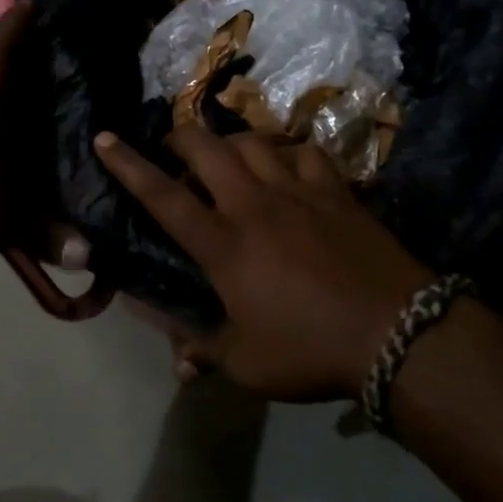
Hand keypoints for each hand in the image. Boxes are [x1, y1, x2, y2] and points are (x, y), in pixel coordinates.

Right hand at [95, 125, 434, 401]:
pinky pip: (304, 151)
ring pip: (253, 141)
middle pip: (206, 149)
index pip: (163, 196)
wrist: (398, 333)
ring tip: (225, 156)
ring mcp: (298, 191)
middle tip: (171, 147)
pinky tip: (286, 164)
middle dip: (179, 137)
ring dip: (230, 142)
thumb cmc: (311, 350)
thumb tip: (176, 358)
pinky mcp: (336, 190)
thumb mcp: (248, 364)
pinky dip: (286, 151)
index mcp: (224, 245)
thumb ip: (205, 351)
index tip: (104, 138)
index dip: (128, 165)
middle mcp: (254, 205)